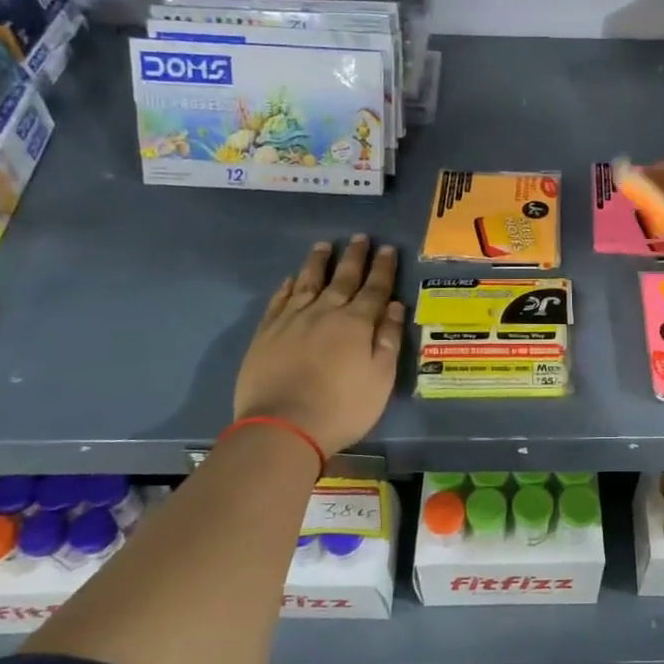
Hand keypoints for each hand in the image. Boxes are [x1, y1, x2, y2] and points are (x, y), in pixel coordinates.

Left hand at [231, 236, 404, 455]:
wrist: (283, 426)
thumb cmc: (342, 407)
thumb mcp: (381, 378)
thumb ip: (389, 339)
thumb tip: (396, 306)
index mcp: (357, 323)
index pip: (375, 288)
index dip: (383, 268)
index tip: (388, 249)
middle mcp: (325, 312)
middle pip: (342, 278)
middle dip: (354, 257)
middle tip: (361, 237)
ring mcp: (292, 320)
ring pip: (308, 281)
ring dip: (318, 262)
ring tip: (324, 245)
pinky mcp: (266, 333)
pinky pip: (279, 300)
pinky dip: (287, 286)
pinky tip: (291, 279)